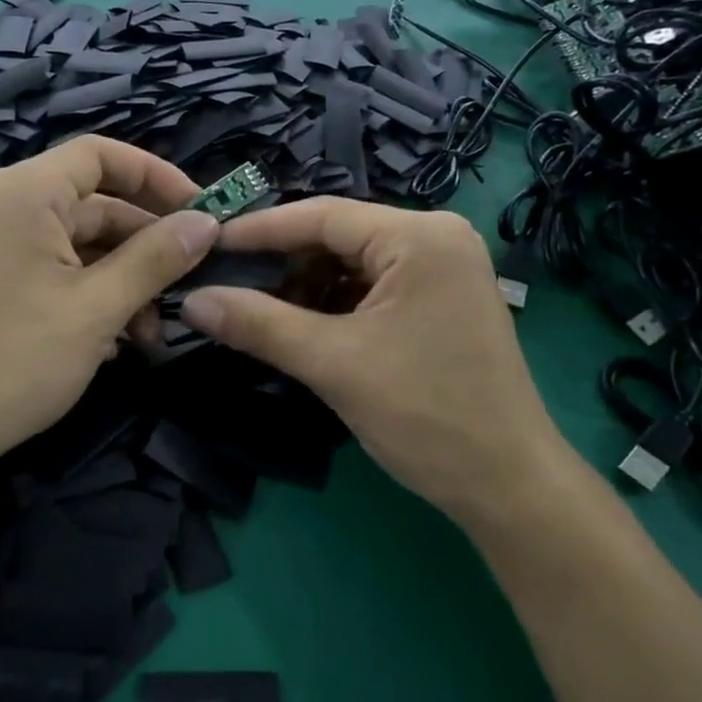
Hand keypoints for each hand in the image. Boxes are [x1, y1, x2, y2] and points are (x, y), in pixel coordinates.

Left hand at [0, 137, 218, 474]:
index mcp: (25, 192)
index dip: (156, 175)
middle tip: (189, 283)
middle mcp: (7, 205)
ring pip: (81, 244)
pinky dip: (93, 294)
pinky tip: (116, 340)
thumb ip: (156, 259)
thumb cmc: (16, 360)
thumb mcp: (98, 308)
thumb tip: (207, 223)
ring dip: (125, 280)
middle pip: (96, 203)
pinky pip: (57, 269)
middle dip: (146, 245)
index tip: (201, 211)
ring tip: (151, 333)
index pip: (102, 154)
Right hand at [179, 199, 568, 518]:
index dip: (259, 230)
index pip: (322, 215)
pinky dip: (334, 305)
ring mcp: (443, 270)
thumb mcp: (333, 363)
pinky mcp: (441, 301)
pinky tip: (301, 328)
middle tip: (227, 283)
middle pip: (338, 237)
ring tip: (258, 312)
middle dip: (282, 264)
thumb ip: (258, 324)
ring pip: (352, 264)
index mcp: (420, 236)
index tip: (207, 243)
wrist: (509, 486)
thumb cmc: (426, 415)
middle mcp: (437, 238)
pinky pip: (372, 287)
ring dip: (306, 288)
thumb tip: (191, 301)